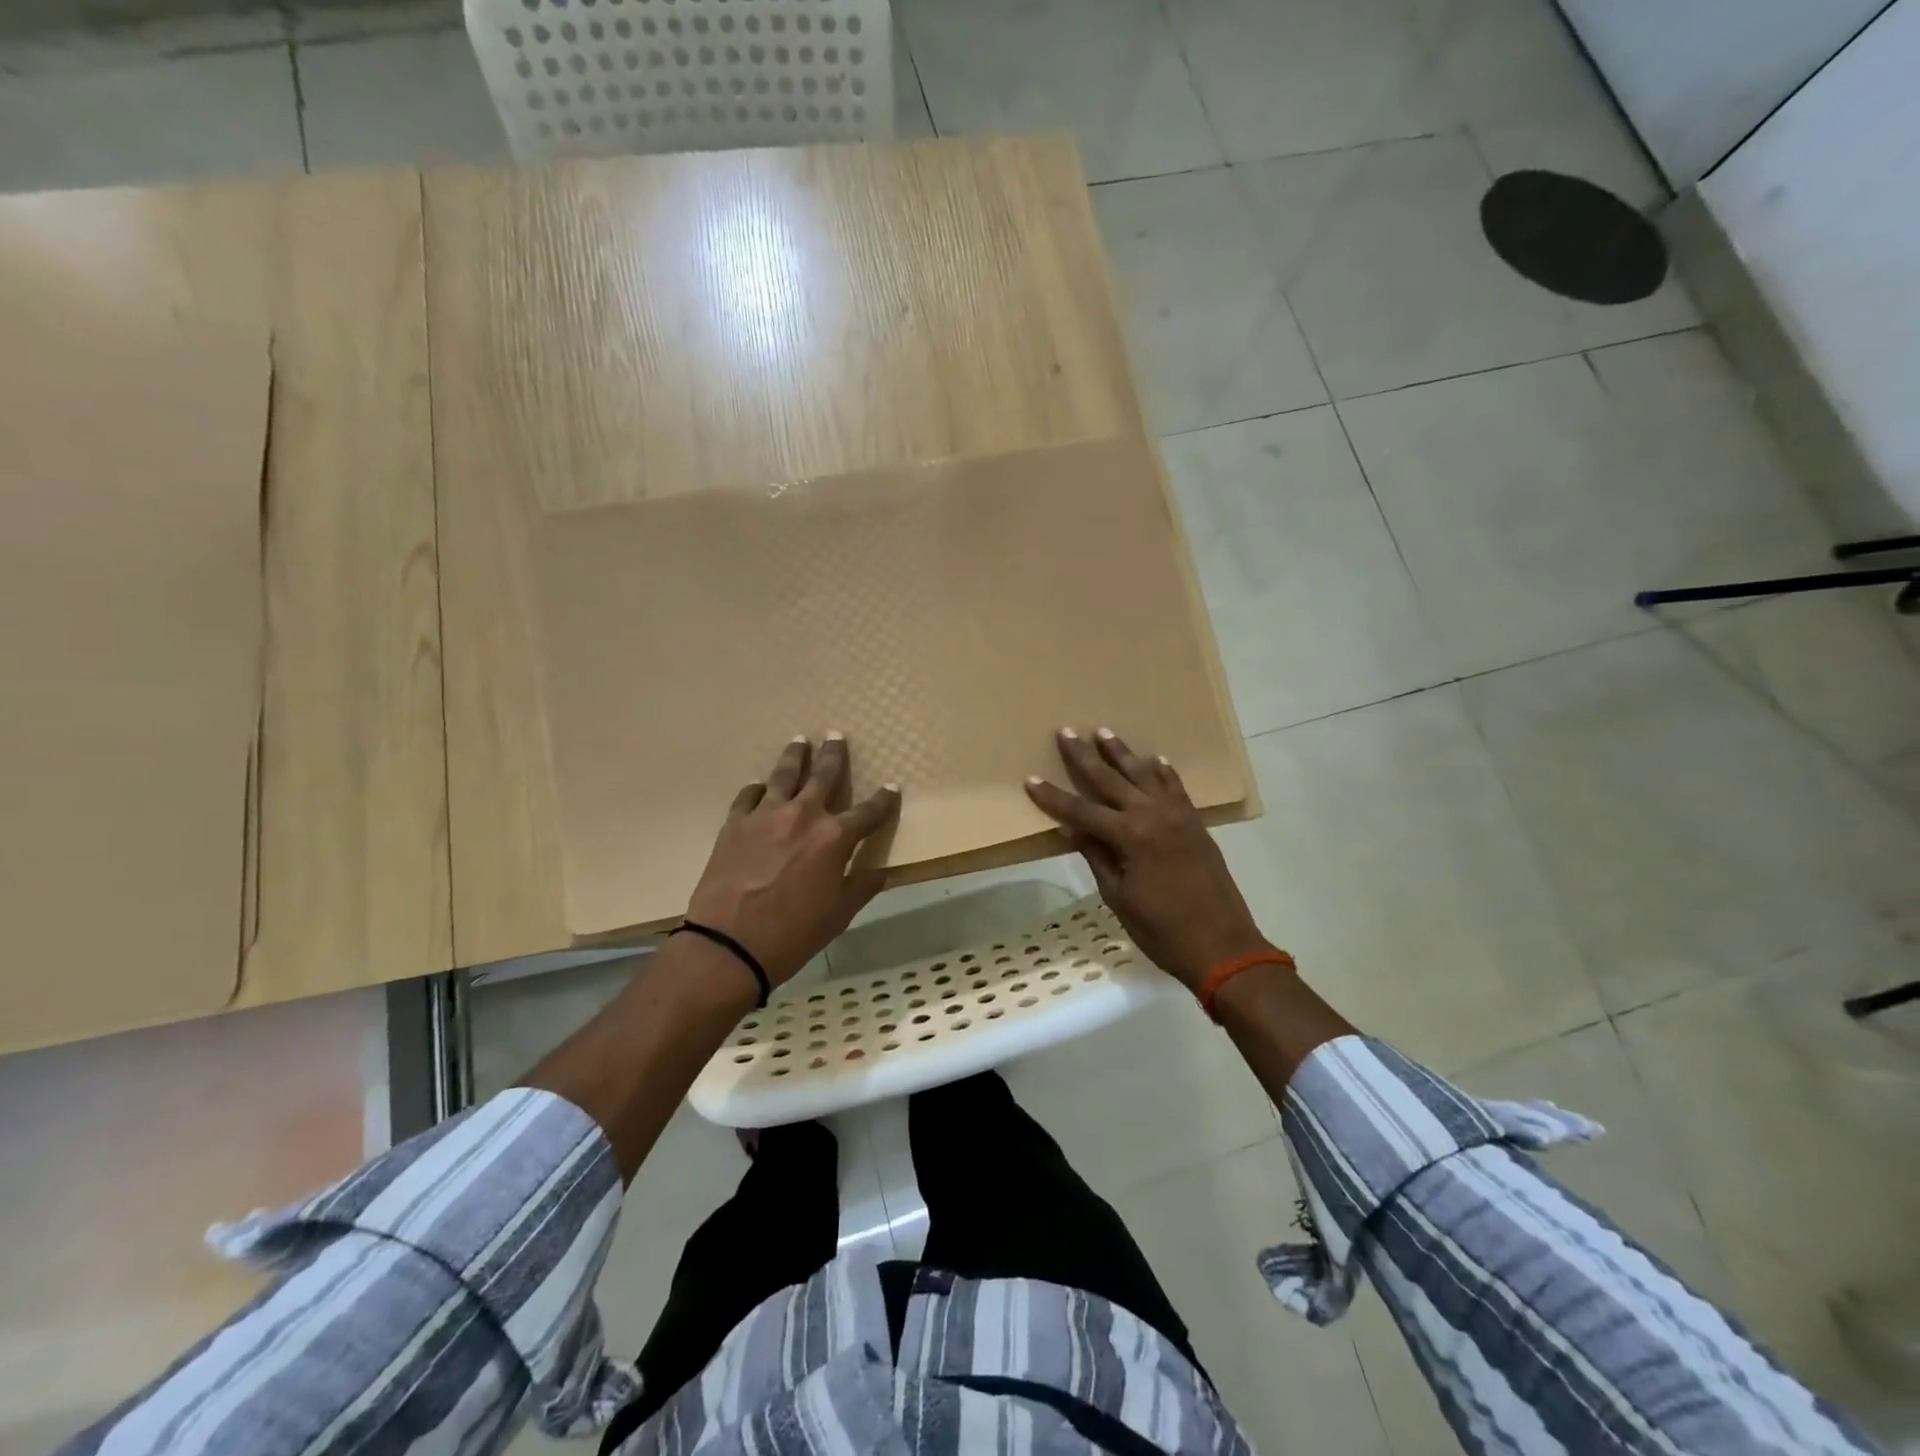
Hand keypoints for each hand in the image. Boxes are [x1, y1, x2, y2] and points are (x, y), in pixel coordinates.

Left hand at [686, 734, 900, 986]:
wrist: (729, 943)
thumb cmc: (793, 933)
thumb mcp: (839, 914)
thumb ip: (861, 886)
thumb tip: (881, 871)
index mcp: (834, 838)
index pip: (868, 812)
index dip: (883, 800)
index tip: (892, 786)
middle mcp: (803, 815)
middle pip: (823, 776)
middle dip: (834, 755)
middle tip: (837, 736)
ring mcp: (766, 815)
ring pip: (784, 775)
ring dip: (795, 756)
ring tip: (800, 740)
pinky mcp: (735, 823)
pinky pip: (749, 795)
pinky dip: (759, 789)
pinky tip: (761, 786)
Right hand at [1025, 727, 1273, 990]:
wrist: (1223, 946)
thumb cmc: (1162, 931)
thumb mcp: (1119, 898)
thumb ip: (1096, 858)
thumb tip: (1069, 830)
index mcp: (1128, 837)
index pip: (1080, 811)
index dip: (1053, 797)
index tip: (1031, 779)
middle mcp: (1152, 816)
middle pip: (1110, 780)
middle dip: (1085, 757)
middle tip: (1066, 732)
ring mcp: (1177, 816)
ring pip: (1144, 774)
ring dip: (1122, 753)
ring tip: (1104, 732)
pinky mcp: (1195, 822)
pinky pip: (1176, 786)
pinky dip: (1163, 771)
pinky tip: (1154, 759)